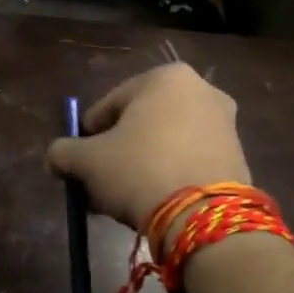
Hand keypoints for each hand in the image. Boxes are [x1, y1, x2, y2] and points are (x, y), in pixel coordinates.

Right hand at [45, 64, 251, 242]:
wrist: (203, 214)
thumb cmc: (138, 170)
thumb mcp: (86, 161)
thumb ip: (62, 152)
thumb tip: (56, 157)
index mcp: (163, 77)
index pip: (107, 106)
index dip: (87, 137)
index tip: (79, 165)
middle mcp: (200, 90)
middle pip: (138, 124)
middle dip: (115, 153)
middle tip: (98, 183)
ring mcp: (224, 122)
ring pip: (163, 143)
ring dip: (139, 166)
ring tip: (122, 198)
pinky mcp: (237, 155)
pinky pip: (187, 160)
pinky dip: (167, 175)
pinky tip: (151, 201)